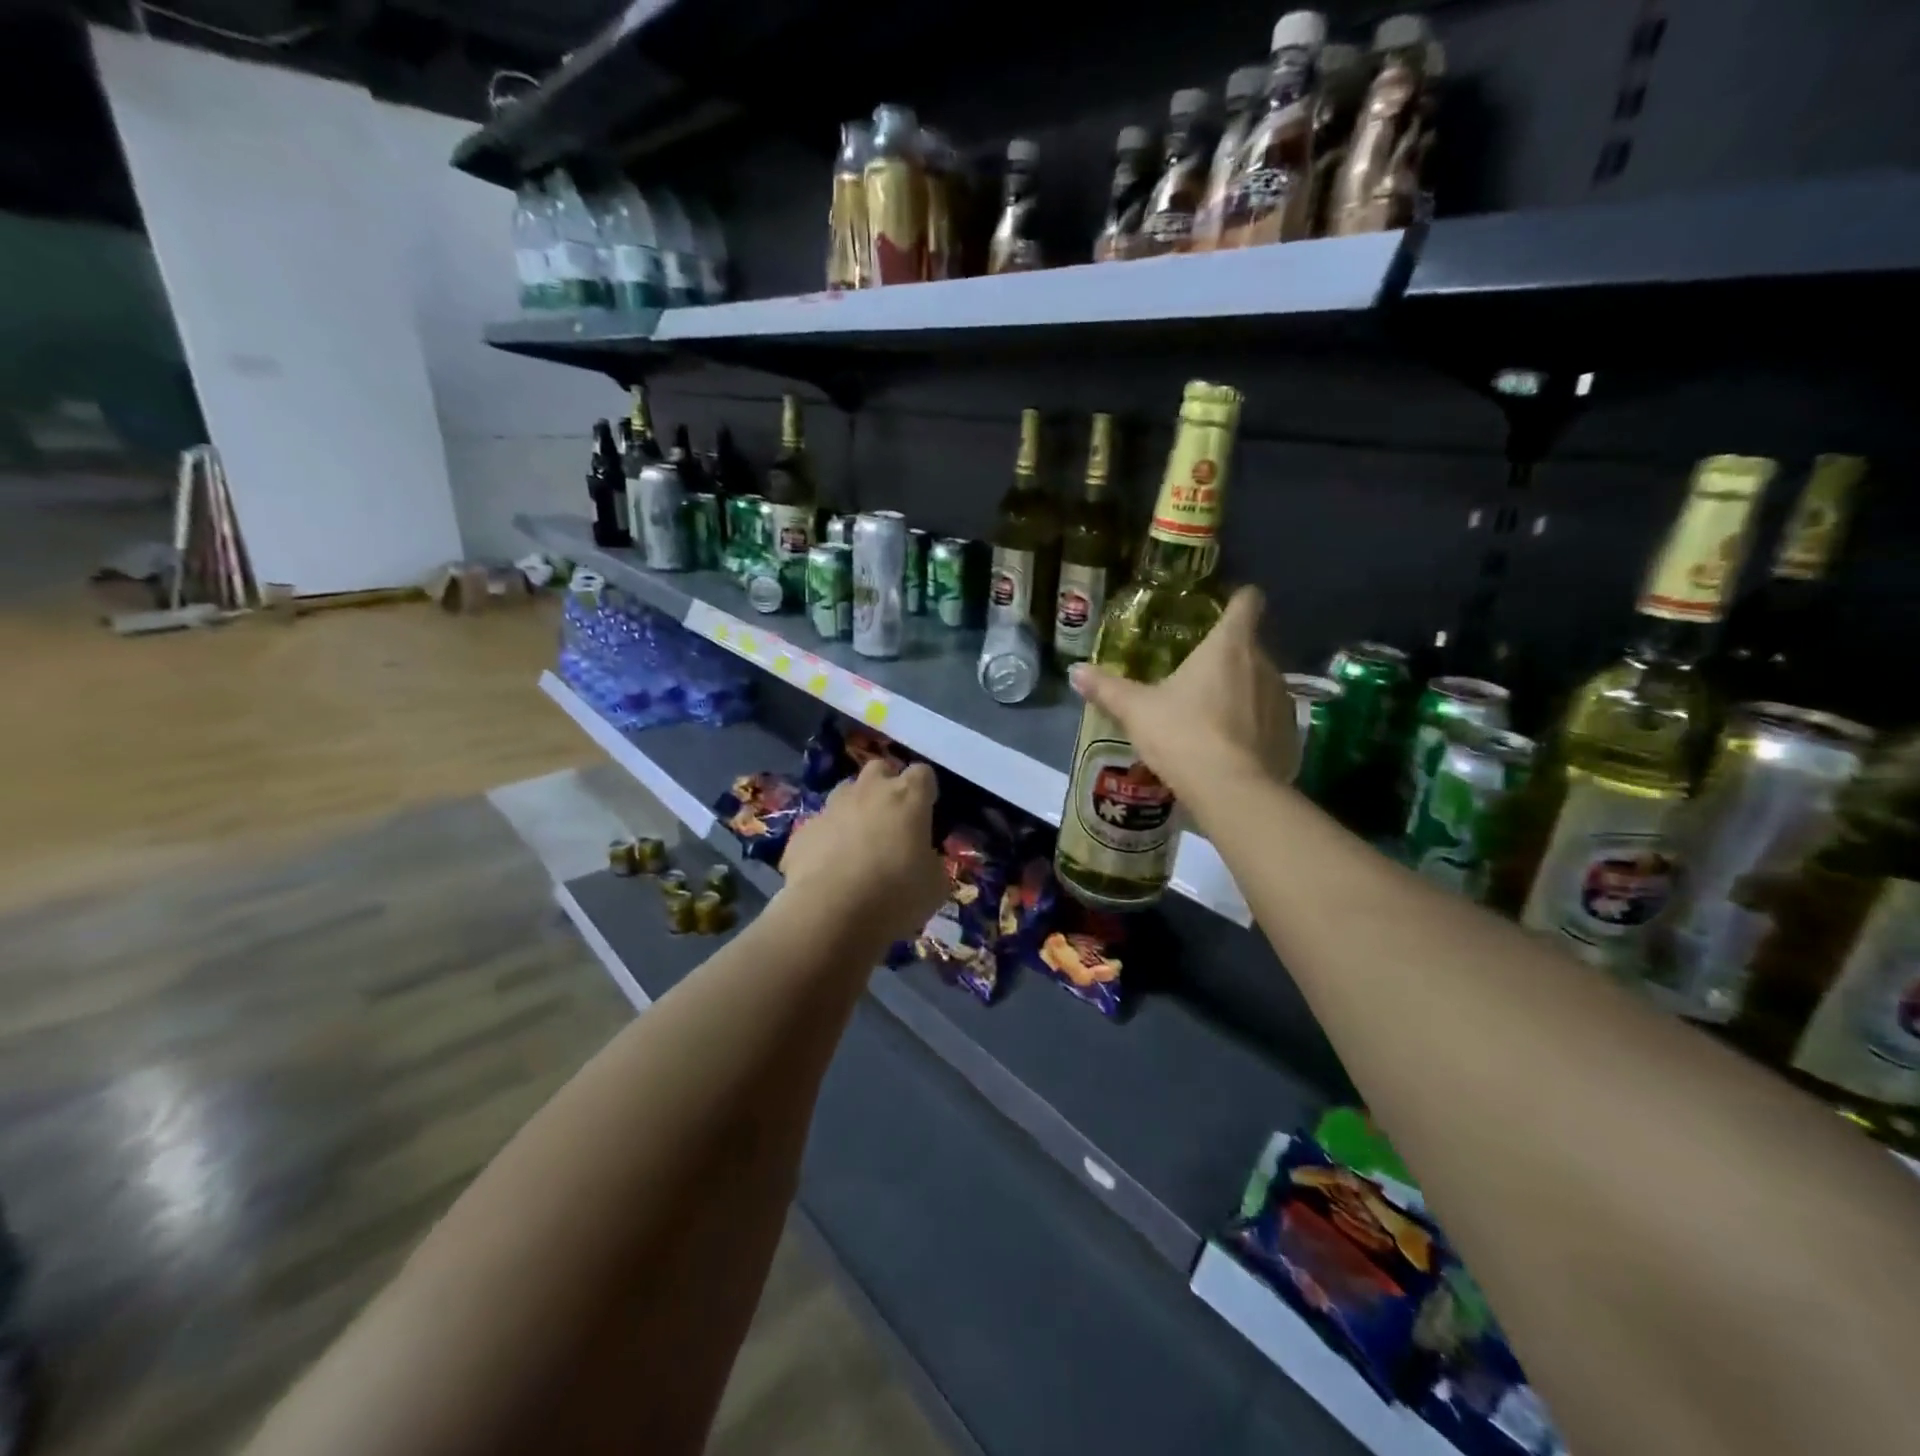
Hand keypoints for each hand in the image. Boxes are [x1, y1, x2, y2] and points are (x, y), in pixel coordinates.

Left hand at [780, 759, 948, 946]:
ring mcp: (831, 808)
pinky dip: (827, 840)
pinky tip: (829, 869)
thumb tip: (922, 859)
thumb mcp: (935, 885)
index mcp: (907, 797)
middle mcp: (868, 791)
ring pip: (845, 793)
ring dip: (855, 809)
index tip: (927, 811)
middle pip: (879, 769)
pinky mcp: (802, 831)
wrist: (830, 914)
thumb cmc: (895, 894)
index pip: (922, 773)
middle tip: (892, 818)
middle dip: (886, 786)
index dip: (925, 790)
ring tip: (859, 843)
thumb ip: (931, 861)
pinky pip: (820, 827)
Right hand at [1068, 585, 1297, 803]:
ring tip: (1210, 715)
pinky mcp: (1290, 735)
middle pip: (1250, 646)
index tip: (1223, 607)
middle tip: (1195, 675)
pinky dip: (1253, 726)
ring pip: (1261, 683)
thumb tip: (1075, 671)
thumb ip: (1107, 688)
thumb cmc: (1183, 735)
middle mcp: (1264, 664)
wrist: (1232, 791)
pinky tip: (1230, 747)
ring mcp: (1282, 700)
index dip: (1238, 599)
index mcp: (1229, 646)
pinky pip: (1269, 719)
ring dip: (1241, 692)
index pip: (1247, 602)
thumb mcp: (1136, 711)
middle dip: (1227, 657)